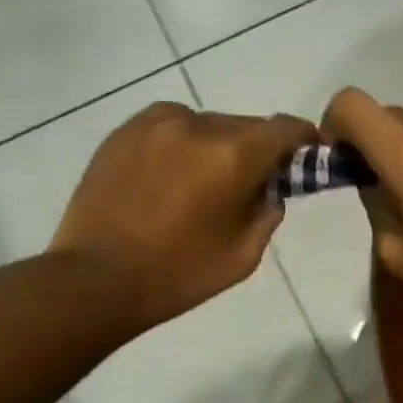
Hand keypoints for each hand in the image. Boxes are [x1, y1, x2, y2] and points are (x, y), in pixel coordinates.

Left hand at [51, 101, 316, 331]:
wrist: (95, 279)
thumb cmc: (177, 275)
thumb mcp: (243, 255)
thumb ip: (267, 213)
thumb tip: (269, 189)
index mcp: (233, 155)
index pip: (285, 128)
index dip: (303, 139)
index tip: (306, 153)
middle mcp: (197, 125)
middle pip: (245, 125)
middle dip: (255, 150)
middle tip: (249, 182)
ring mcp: (155, 123)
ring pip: (205, 124)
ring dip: (215, 146)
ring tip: (200, 182)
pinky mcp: (124, 131)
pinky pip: (168, 127)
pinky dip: (180, 144)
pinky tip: (168, 176)